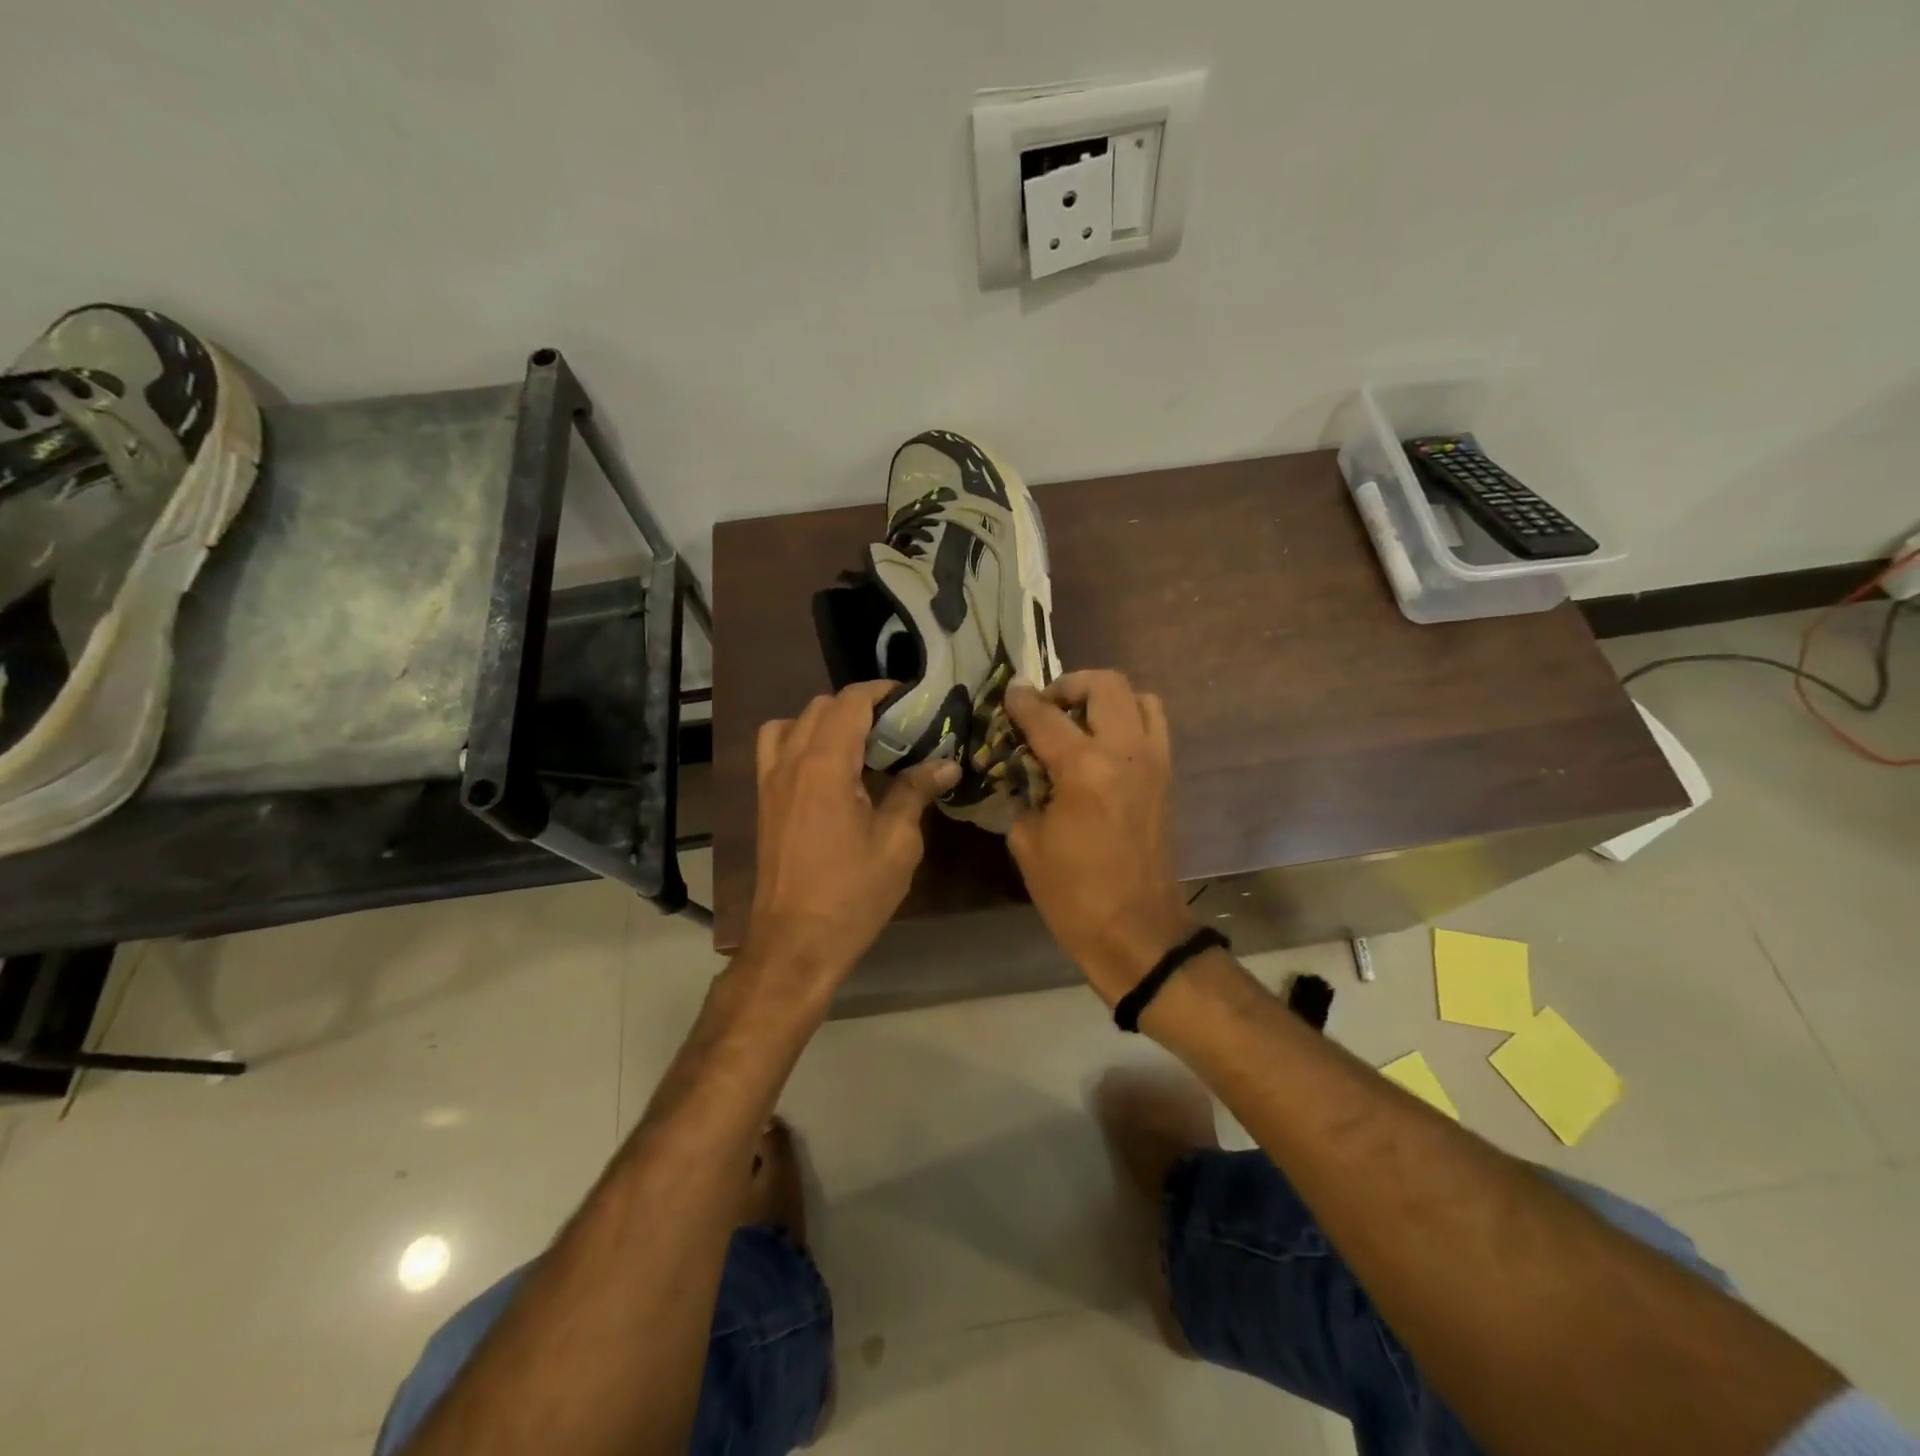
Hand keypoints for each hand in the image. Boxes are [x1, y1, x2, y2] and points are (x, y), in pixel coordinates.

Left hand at [742, 681, 958, 1000]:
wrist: (795, 943)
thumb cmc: (852, 895)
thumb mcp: (897, 844)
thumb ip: (915, 793)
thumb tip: (945, 765)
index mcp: (825, 765)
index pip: (850, 702)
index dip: (883, 692)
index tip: (913, 701)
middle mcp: (791, 762)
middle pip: (822, 706)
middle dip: (860, 707)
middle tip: (897, 729)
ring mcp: (770, 780)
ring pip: (793, 723)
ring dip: (827, 722)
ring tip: (859, 747)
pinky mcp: (763, 800)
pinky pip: (775, 749)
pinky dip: (800, 741)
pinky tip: (829, 771)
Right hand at [1004, 671, 1193, 1004]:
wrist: (1138, 933)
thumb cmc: (1074, 895)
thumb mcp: (1028, 844)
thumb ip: (1023, 796)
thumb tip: (1022, 774)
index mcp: (1084, 769)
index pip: (1046, 716)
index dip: (1022, 700)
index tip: (1010, 691)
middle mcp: (1125, 752)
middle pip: (1106, 684)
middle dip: (1071, 684)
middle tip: (1048, 706)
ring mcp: (1154, 763)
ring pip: (1140, 698)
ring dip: (1107, 698)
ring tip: (1080, 720)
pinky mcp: (1167, 779)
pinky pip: (1154, 728)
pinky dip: (1130, 720)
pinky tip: (1103, 747)